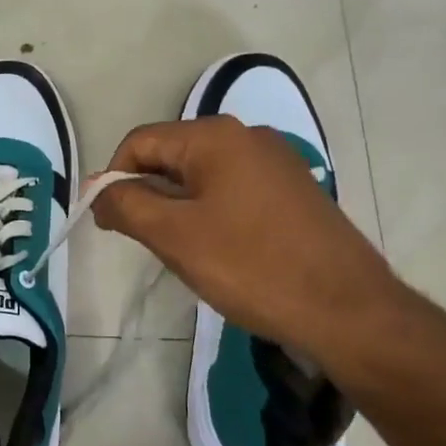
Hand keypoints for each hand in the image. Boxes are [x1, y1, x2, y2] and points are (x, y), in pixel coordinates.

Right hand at [92, 117, 413, 378]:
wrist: (346, 309)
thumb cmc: (252, 266)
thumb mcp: (175, 236)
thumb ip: (127, 205)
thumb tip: (99, 191)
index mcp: (215, 137)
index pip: (140, 142)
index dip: (113, 179)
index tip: (107, 223)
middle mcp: (247, 136)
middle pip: (172, 156)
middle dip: (147, 195)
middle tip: (144, 243)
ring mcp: (275, 163)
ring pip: (202, 177)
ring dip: (178, 208)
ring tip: (183, 253)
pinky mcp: (292, 191)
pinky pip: (233, 191)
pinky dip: (210, 214)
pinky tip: (219, 252)